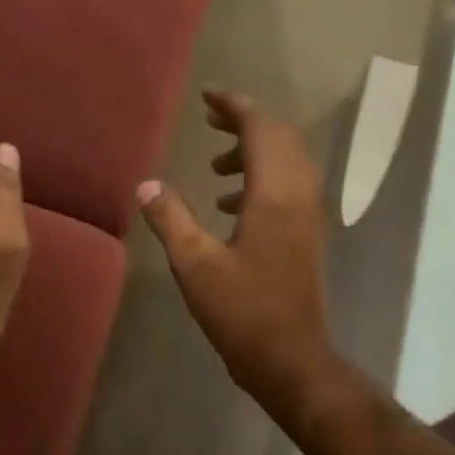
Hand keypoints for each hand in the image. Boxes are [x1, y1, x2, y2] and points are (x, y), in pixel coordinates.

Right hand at [137, 89, 338, 424]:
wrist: (291, 359)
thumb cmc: (242, 312)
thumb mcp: (195, 265)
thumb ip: (171, 219)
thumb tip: (146, 184)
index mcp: (275, 195)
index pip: (261, 130)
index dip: (235, 106)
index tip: (208, 96)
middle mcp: (299, 196)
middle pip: (281, 138)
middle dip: (246, 121)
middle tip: (210, 119)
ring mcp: (308, 216)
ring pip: (288, 162)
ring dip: (254, 151)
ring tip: (215, 165)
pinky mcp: (306, 235)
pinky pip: (289, 186)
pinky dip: (261, 179)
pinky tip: (229, 203)